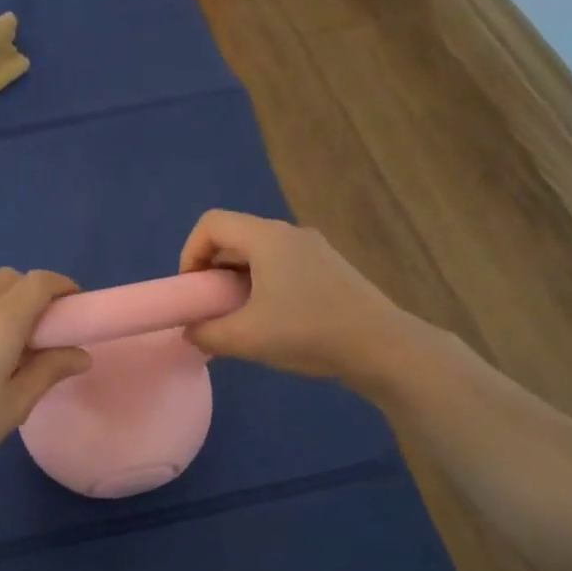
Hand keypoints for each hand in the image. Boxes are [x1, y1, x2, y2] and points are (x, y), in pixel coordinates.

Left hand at [0, 270, 90, 489]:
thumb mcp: (14, 404)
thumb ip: (49, 371)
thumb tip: (80, 354)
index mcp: (1, 318)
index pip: (40, 282)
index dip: (64, 287)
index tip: (78, 310)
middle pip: (11, 279)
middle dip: (36, 293)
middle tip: (49, 331)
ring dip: (9, 302)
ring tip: (18, 344)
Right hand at [179, 210, 415, 389]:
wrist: (381, 346)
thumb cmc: (308, 333)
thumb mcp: (246, 338)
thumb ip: (206, 333)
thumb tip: (191, 332)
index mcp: (267, 238)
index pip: (211, 224)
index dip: (190, 253)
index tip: (193, 292)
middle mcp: (290, 233)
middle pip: (234, 237)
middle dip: (212, 271)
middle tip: (211, 309)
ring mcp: (314, 249)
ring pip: (259, 254)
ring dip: (237, 281)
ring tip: (240, 320)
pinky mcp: (329, 269)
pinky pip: (282, 266)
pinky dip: (263, 285)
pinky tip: (273, 322)